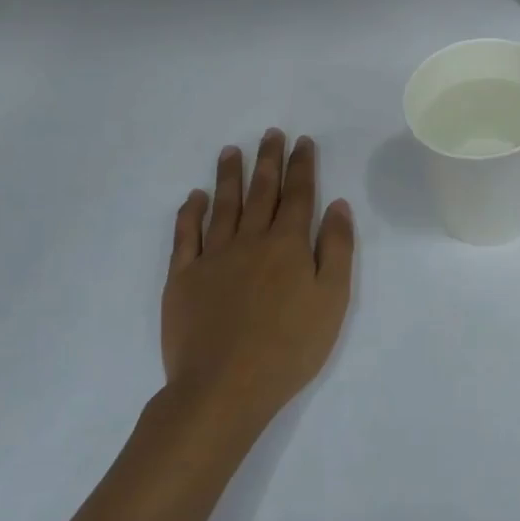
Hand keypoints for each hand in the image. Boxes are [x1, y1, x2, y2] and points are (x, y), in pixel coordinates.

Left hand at [155, 130, 354, 451]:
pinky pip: (186, 236)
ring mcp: (212, 257)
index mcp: (288, 245)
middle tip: (271, 133)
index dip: (302, 166)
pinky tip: (195, 197)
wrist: (224, 387)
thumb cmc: (290, 347)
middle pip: (261, 192)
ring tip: (232, 150)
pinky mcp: (182, 278)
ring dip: (229, 176)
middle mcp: (249, 241)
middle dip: (268, 161)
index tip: (302, 141)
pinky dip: (190, 213)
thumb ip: (336, 249)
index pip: (298, 195)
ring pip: (223, 206)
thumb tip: (337, 206)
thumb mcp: (332, 300)